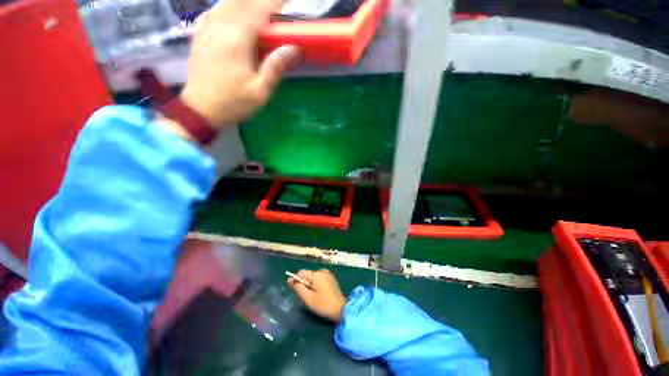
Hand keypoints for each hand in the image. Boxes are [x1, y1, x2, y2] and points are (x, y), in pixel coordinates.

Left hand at [180, 0, 299, 126]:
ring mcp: (206, 28)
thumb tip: (294, 48)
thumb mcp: (260, 92)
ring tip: (259, 10)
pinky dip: (227, 7)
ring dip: (244, 2)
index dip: (275, 2)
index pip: (259, 10)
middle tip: (275, 8)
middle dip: (261, 0)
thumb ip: (275, 67)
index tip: (289, 1)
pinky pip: (214, 10)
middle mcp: (219, 26)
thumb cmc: (233, 103)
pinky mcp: (199, 34)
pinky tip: (234, 13)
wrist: (201, 110)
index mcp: (236, 40)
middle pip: (241, 0)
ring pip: (226, 2)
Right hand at [287, 269, 346, 322]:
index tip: (296, 292)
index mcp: (316, 274)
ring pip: (313, 277)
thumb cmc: (323, 305)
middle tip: (307, 296)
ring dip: (310, 285)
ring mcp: (327, 273)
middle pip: (307, 275)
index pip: (301, 273)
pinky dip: (316, 284)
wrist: (341, 309)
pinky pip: (319, 278)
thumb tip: (289, 279)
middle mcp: (322, 271)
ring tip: (314, 296)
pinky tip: (320, 294)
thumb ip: (298, 288)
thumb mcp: (308, 298)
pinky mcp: (331, 278)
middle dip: (304, 284)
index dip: (296, 281)